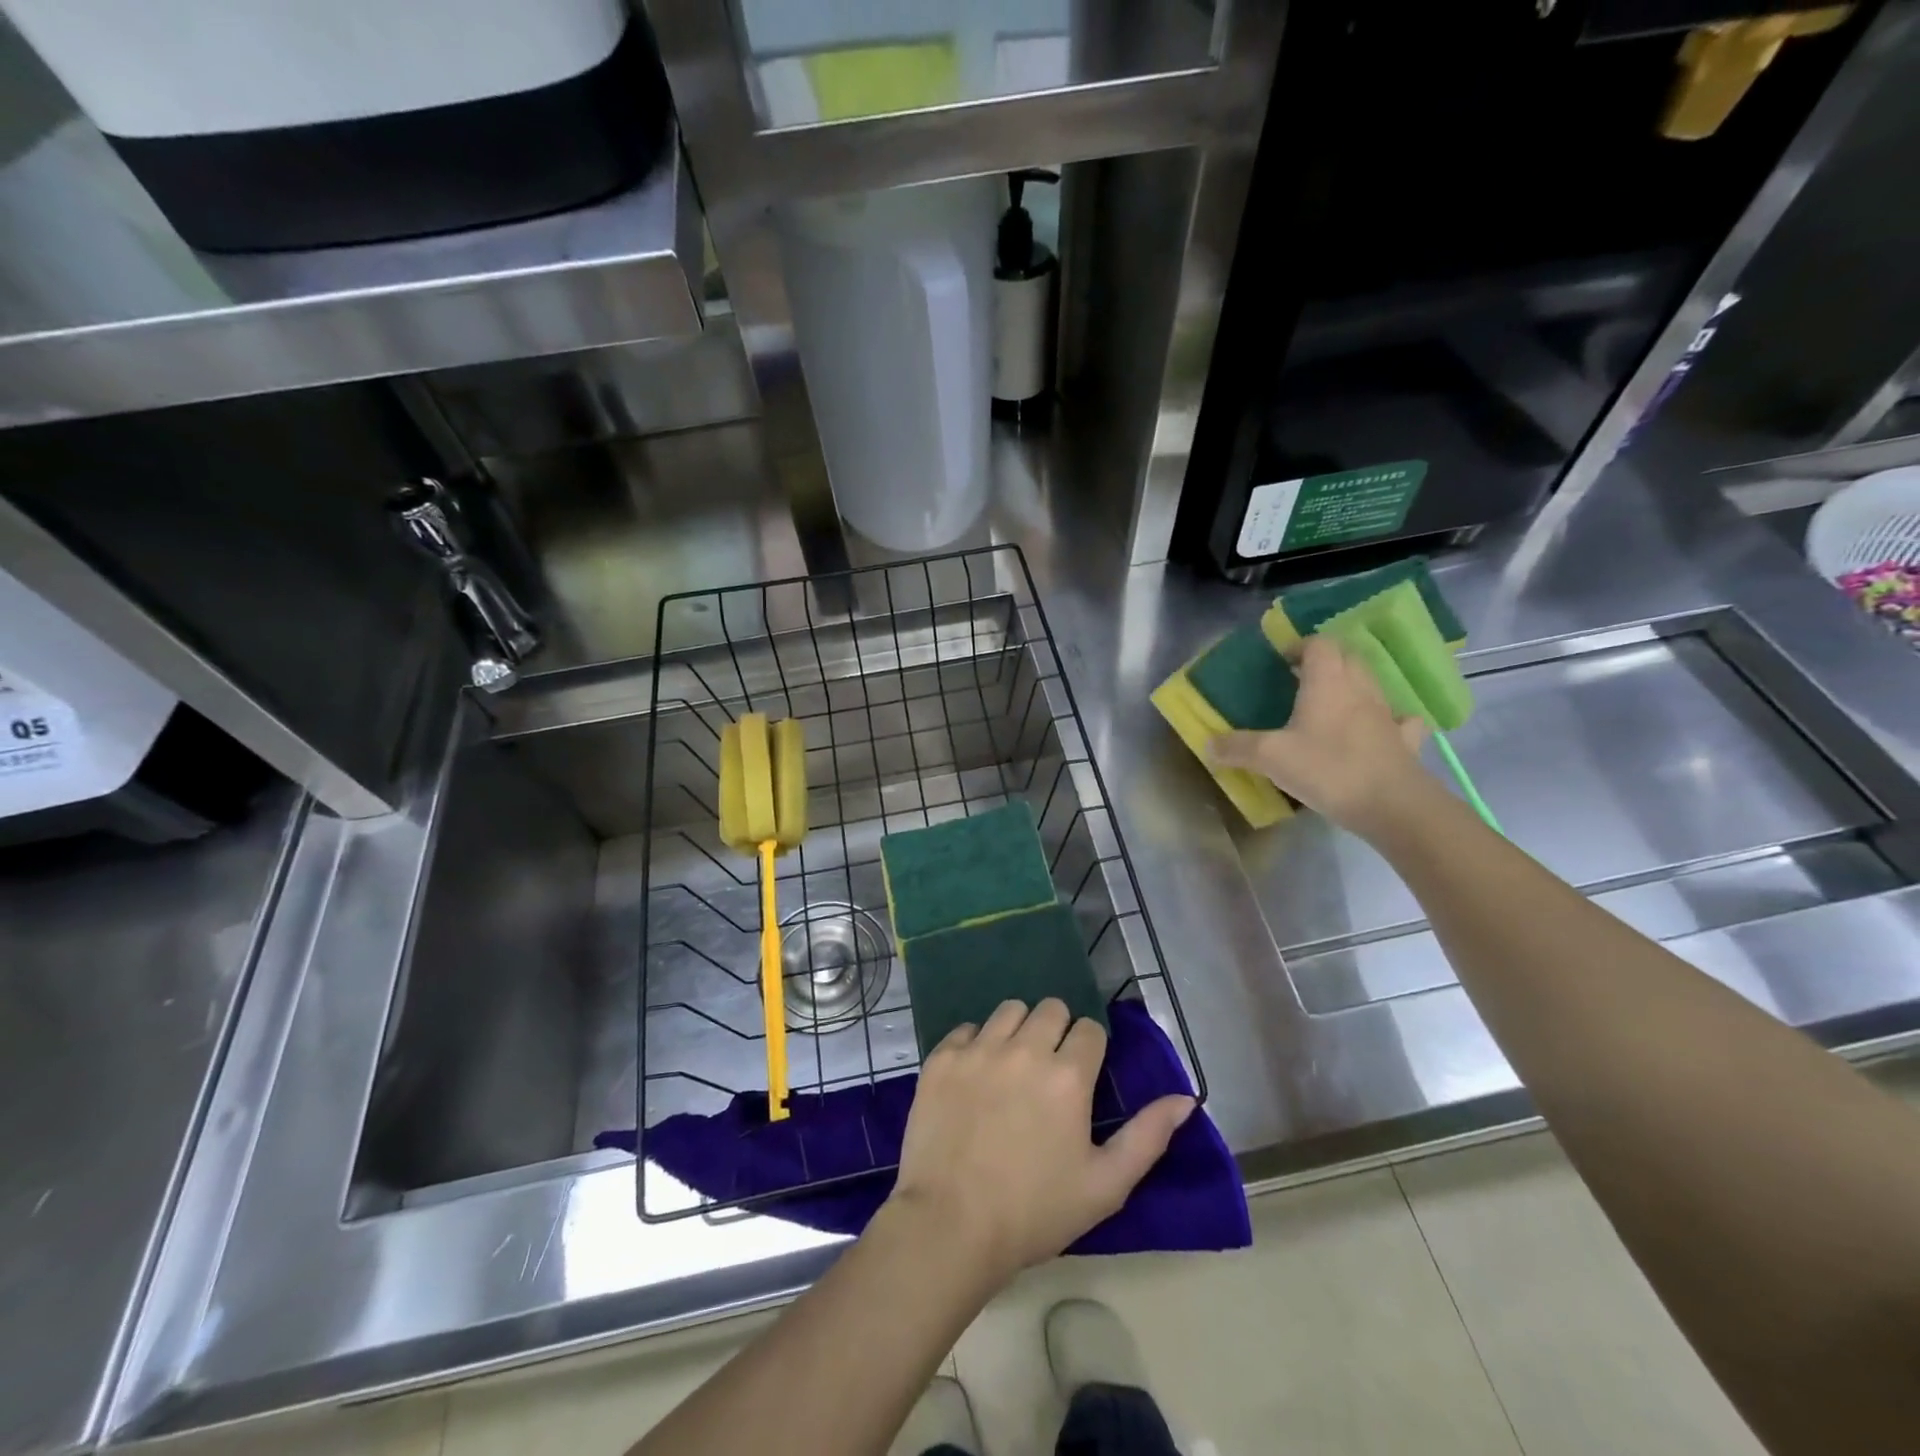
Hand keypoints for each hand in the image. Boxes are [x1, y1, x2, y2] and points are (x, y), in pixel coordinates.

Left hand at [888, 999, 1194, 1281]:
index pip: (1089, 1029)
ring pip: (1009, 1010)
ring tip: (1012, 1066)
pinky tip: (974, 1077)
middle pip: (1050, 1008)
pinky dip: (975, 1044)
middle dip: (1057, 1031)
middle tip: (1049, 1069)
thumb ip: (1148, 1136)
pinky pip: (966, 1029)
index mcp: (1068, 1075)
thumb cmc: (1034, 1211)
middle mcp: (1025, 1048)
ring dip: (1018, 1029)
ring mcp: (979, 1049)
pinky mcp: (942, 1058)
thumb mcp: (1105, 1186)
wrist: (950, 1225)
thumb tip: (1185, 1098)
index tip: (1082, 1076)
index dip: (1090, 1049)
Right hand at [1208, 634, 1433, 835]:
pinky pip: (1399, 719)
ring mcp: (1387, 713)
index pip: (1319, 644)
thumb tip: (1209, 743)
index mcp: (1328, 682)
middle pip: (1347, 657)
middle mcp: (1360, 688)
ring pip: (1371, 684)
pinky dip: (1387, 718)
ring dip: (1351, 686)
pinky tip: (1376, 729)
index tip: (1281, 661)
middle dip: (1325, 661)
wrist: (1392, 805)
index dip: (1300, 646)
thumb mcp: (1270, 758)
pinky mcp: (1404, 740)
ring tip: (1329, 704)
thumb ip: (1237, 747)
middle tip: (1300, 680)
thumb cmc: (1328, 769)